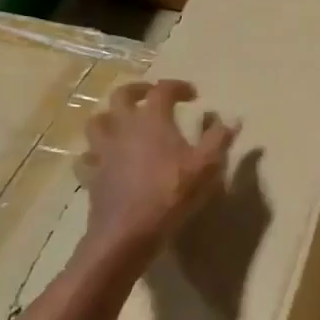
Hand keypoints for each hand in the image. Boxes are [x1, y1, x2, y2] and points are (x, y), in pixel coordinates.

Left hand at [79, 80, 237, 260]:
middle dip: (137, 90)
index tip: (192, 95)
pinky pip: (87, 158)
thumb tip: (233, 119)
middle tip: (151, 96)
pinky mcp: (92, 175)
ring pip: (96, 122)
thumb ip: (219, 139)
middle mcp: (124, 128)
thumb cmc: (171, 194)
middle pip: (121, 95)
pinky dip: (94, 155)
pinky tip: (104, 161)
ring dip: (110, 117)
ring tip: (123, 123)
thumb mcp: (206, 166)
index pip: (162, 90)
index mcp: (152, 119)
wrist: (128, 232)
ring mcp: (103, 151)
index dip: (177, 86)